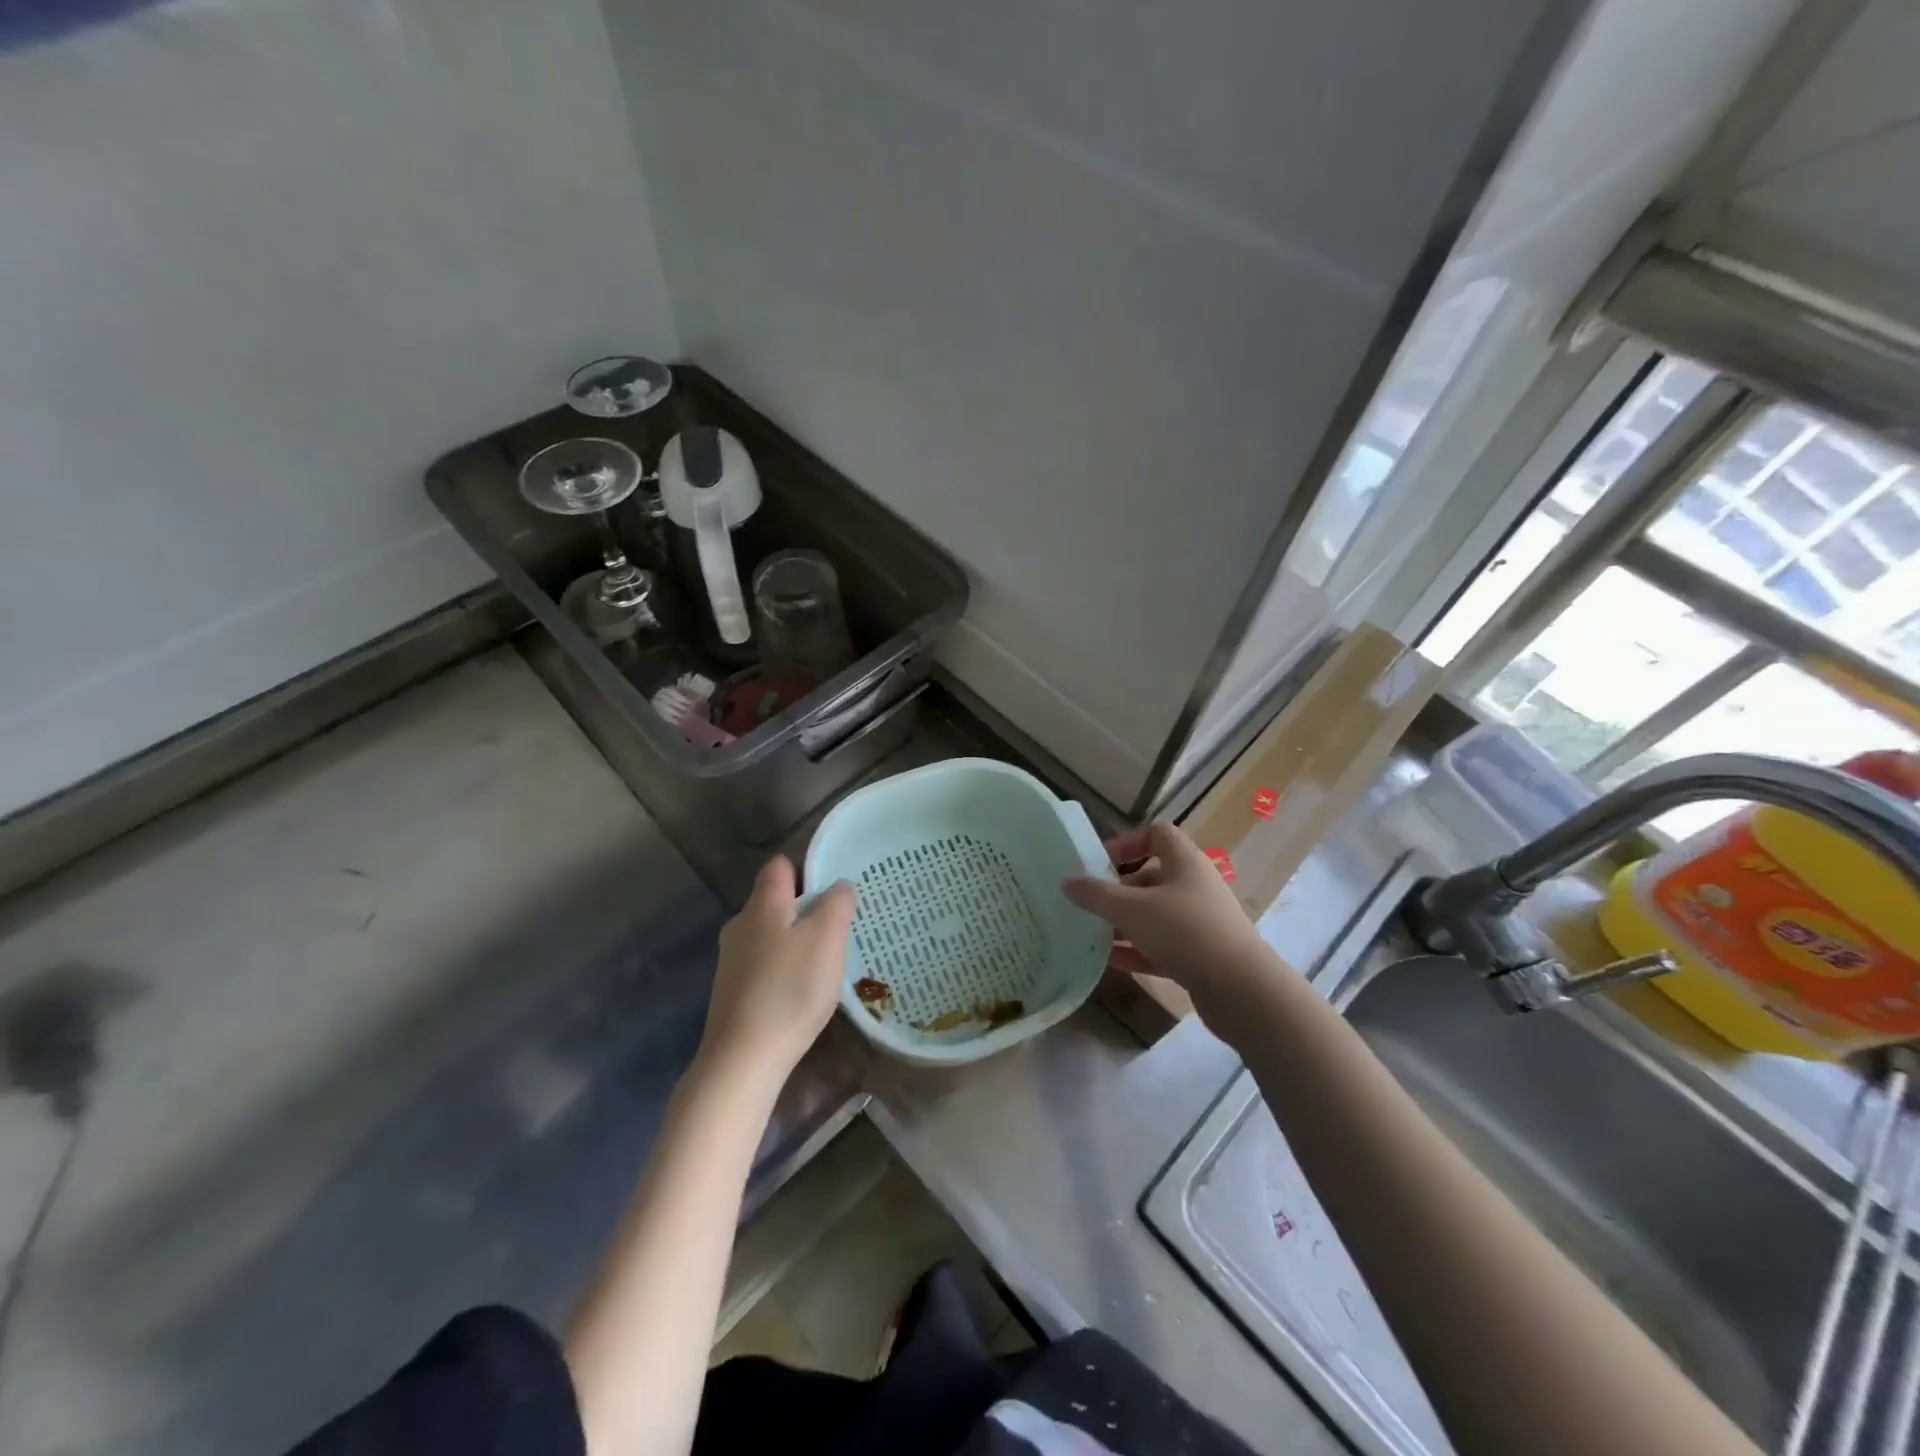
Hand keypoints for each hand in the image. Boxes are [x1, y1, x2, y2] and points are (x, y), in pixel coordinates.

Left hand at [698, 857, 854, 1085]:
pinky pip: (764, 965)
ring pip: (770, 934)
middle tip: (839, 927)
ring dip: (797, 941)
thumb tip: (840, 885)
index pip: (781, 865)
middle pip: (775, 900)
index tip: (835, 889)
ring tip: (826, 961)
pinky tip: (803, 992)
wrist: (743, 1059)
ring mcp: (732, 960)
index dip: (808, 869)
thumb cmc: (790, 989)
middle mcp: (740, 925)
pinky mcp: (732, 992)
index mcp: (762, 904)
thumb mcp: (827, 938)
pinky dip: (785, 969)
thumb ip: (837, 904)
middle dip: (807, 909)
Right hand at [1063, 822, 1279, 1020]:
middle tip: (1089, 904)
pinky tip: (1109, 962)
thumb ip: (1096, 895)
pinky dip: (1137, 950)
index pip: (1157, 834)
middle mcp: (1194, 887)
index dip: (1127, 842)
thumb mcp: (1132, 909)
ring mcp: (1199, 923)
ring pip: (1155, 914)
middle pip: (1151, 877)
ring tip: (1092, 934)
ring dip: (1124, 922)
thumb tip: (1066, 882)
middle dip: (1118, 889)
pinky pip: (1161, 946)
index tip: (1100, 862)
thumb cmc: (1185, 932)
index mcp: (1184, 863)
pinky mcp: (1200, 956)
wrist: (1241, 990)